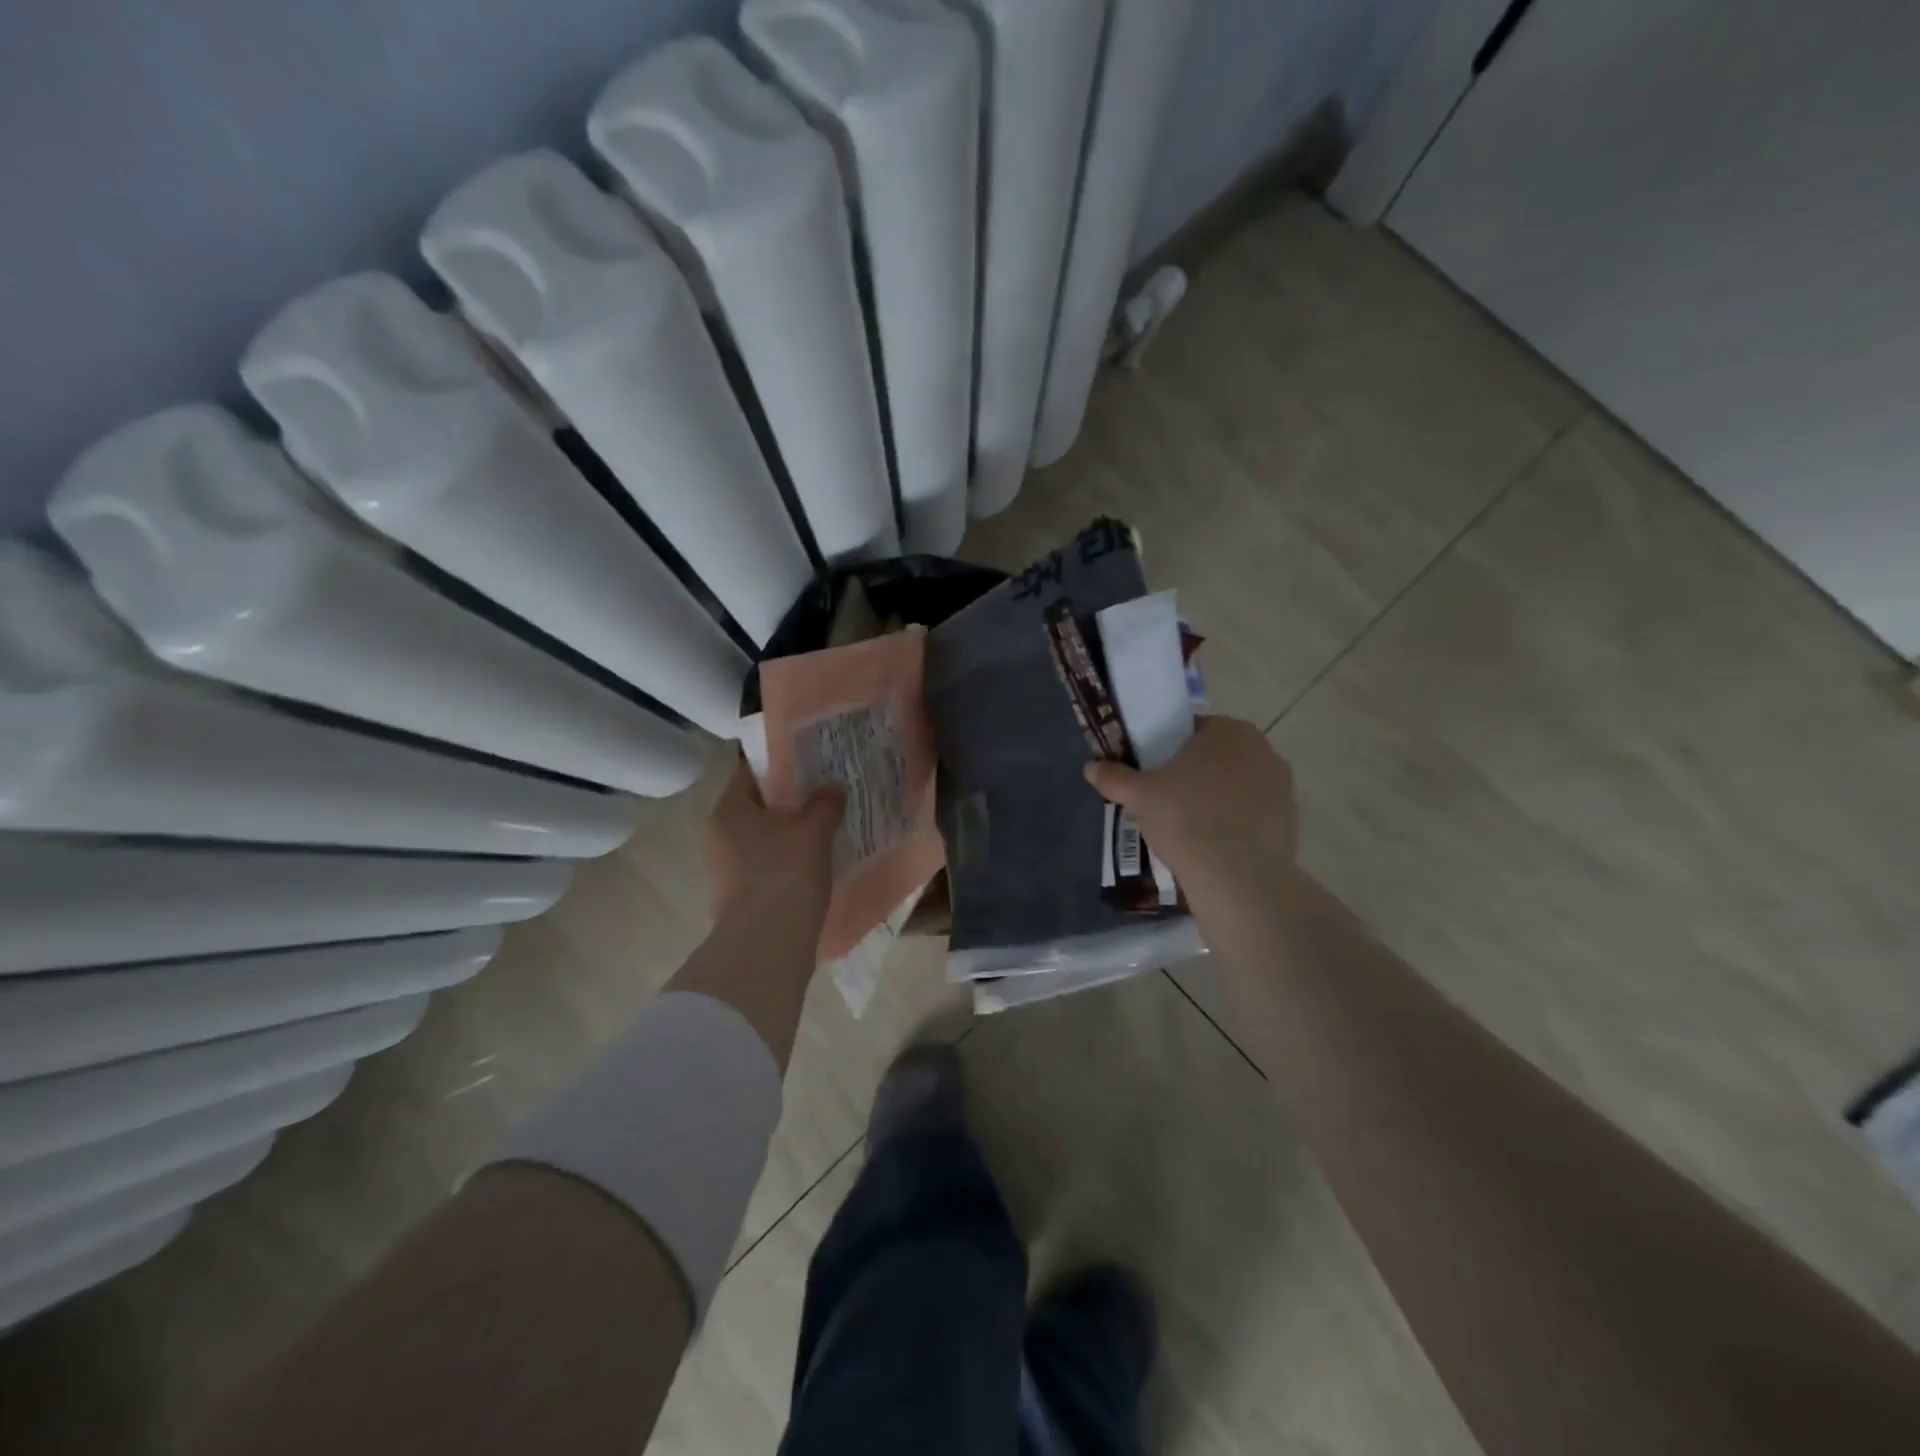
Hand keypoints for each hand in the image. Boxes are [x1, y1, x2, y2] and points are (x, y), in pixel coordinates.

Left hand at [705, 756, 844, 928]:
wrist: (766, 947)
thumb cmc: (785, 875)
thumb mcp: (813, 831)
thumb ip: (824, 804)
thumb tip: (832, 787)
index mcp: (729, 811)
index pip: (752, 772)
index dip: (782, 764)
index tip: (812, 762)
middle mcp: (719, 837)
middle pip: (758, 807)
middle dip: (791, 802)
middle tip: (826, 794)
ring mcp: (725, 871)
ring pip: (764, 840)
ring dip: (790, 835)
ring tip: (826, 829)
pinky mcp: (738, 899)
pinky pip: (767, 868)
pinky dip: (788, 863)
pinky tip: (815, 865)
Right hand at [1084, 716, 1297, 921]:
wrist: (1236, 875)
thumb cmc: (1185, 818)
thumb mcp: (1139, 796)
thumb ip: (1114, 777)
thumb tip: (1090, 767)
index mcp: (1228, 730)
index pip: (1194, 729)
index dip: (1171, 749)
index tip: (1156, 773)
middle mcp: (1262, 748)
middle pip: (1220, 756)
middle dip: (1198, 773)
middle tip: (1169, 799)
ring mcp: (1282, 785)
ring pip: (1239, 784)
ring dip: (1220, 797)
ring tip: (1192, 826)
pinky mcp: (1291, 819)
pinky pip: (1255, 813)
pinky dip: (1238, 823)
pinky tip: (1216, 844)